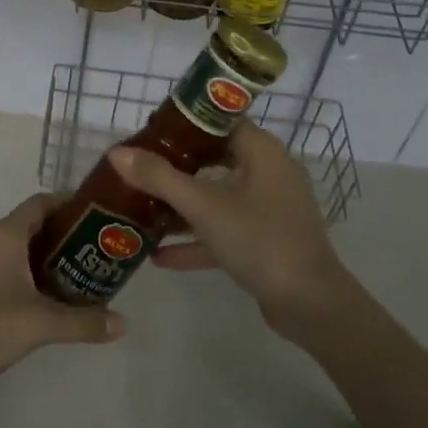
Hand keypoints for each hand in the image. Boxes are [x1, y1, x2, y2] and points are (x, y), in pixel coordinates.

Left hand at [0, 194, 125, 406]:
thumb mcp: (42, 324)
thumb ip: (84, 322)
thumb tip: (123, 324)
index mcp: (4, 234)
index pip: (40, 203)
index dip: (67, 204)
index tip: (95, 216)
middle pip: (29, 226)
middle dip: (61, 237)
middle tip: (93, 253)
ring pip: (14, 250)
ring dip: (41, 259)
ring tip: (74, 278)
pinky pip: (0, 269)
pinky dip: (23, 276)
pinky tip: (40, 302)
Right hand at [108, 119, 356, 332]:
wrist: (311, 305)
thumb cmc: (259, 239)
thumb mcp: (204, 206)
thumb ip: (160, 178)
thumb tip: (116, 153)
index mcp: (261, 151)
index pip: (218, 122)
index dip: (183, 124)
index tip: (149, 132)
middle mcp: (268, 171)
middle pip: (214, 158)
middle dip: (176, 167)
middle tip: (139, 169)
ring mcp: (269, 208)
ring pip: (218, 196)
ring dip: (182, 205)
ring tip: (141, 209)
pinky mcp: (266, 240)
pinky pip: (225, 229)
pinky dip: (197, 238)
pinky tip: (159, 256)